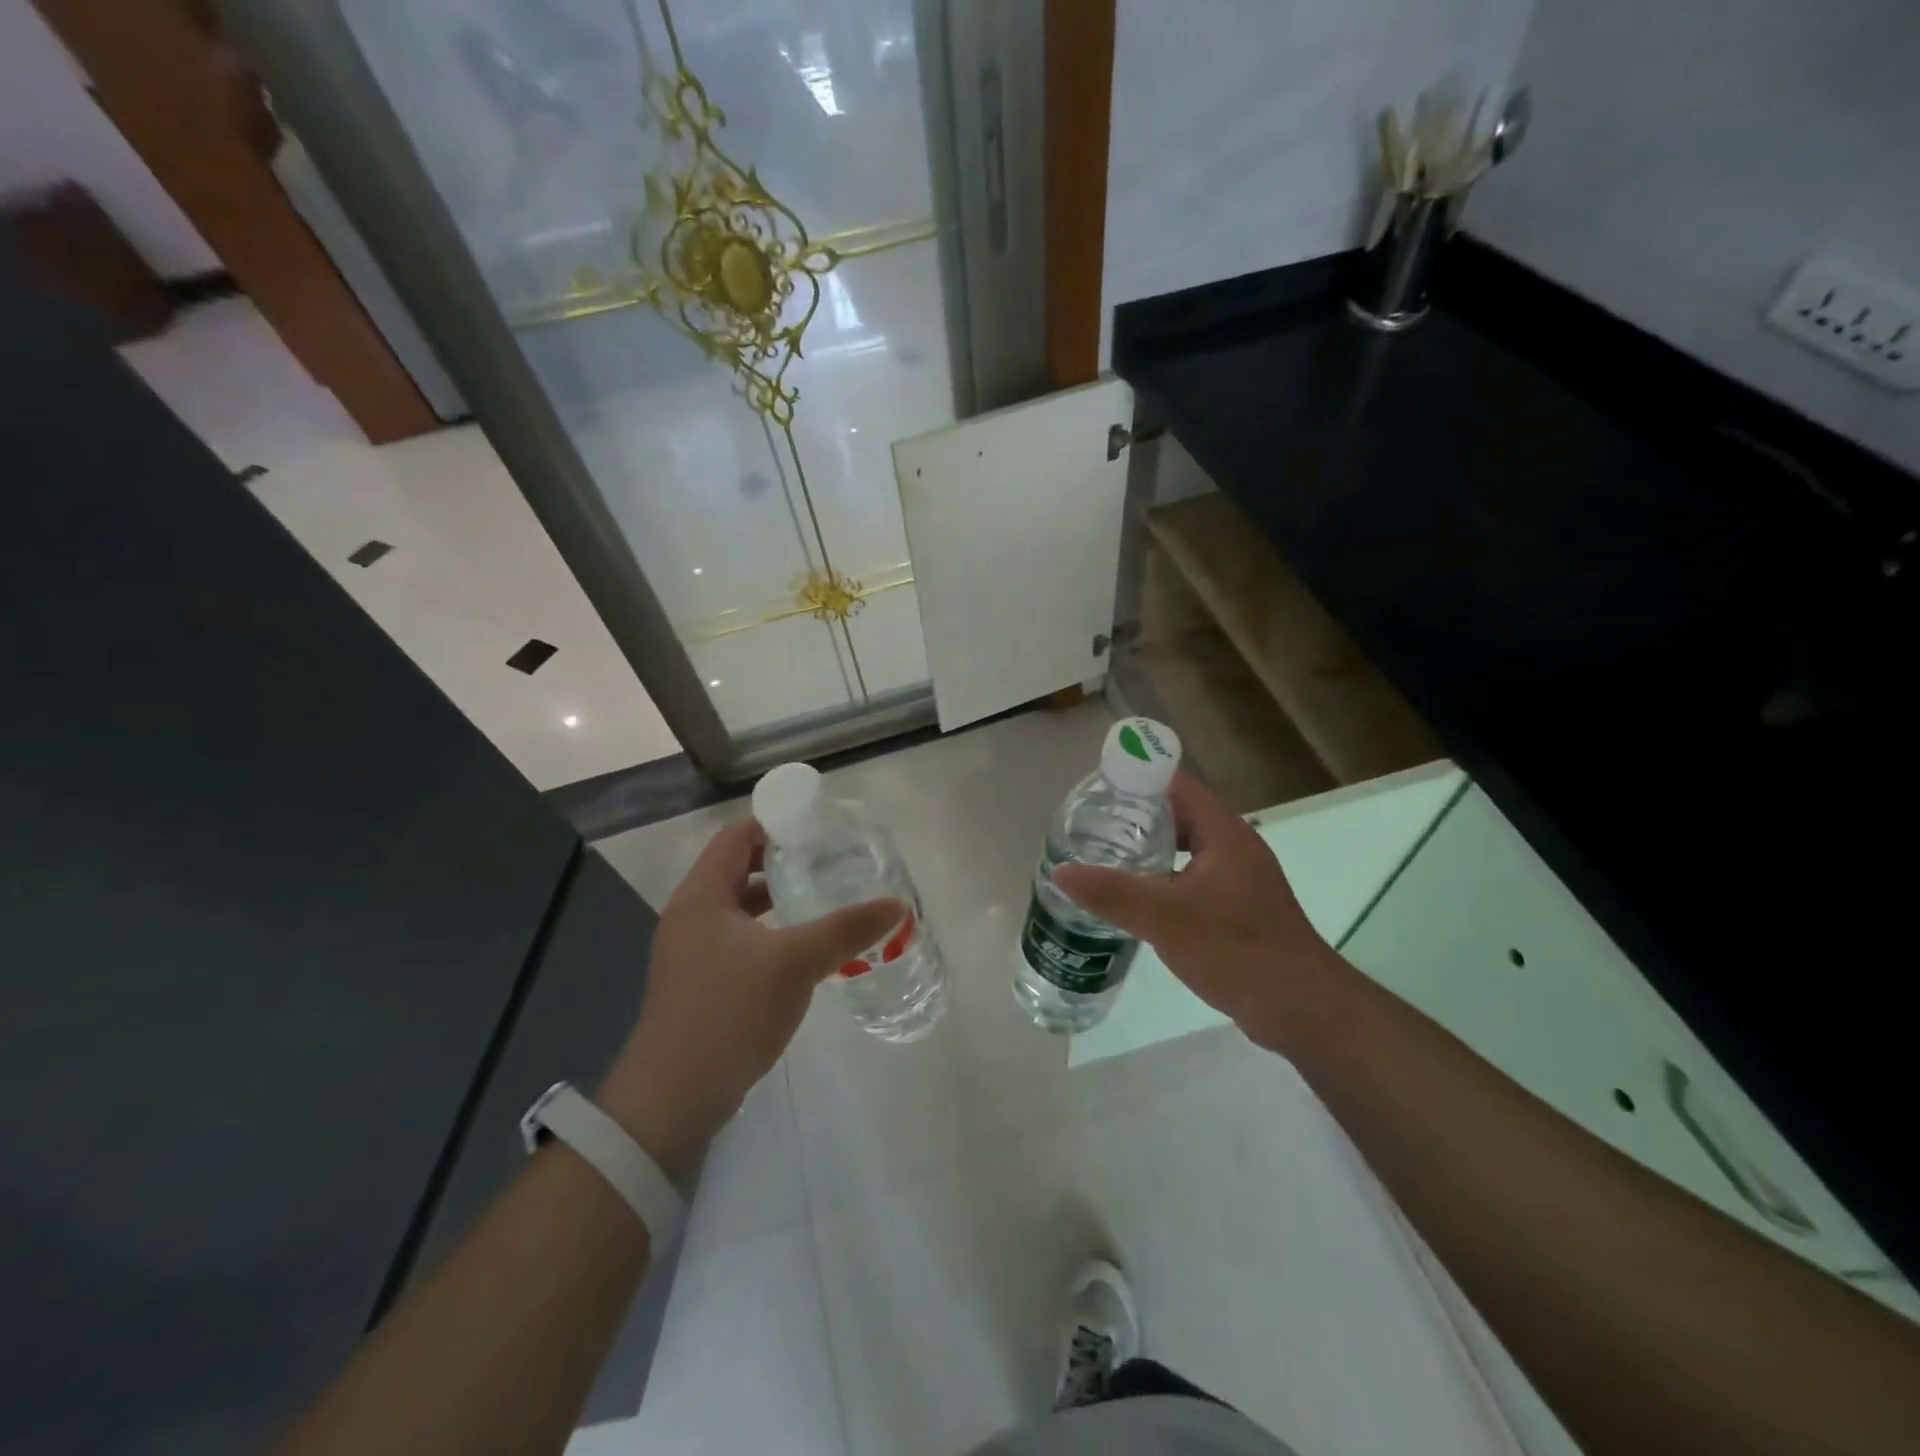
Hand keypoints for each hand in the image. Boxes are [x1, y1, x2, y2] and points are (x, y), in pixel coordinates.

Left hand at [597, 818, 903, 1182]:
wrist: (673, 1099)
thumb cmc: (729, 1013)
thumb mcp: (795, 963)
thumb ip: (846, 929)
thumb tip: (897, 904)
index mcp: (701, 895)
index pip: (737, 835)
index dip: (776, 822)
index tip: (820, 826)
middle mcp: (691, 914)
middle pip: (738, 868)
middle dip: (783, 860)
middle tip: (830, 859)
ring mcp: (693, 951)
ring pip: (741, 907)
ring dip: (779, 897)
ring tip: (825, 896)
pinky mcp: (702, 982)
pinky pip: (741, 939)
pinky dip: (771, 931)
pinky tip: (805, 948)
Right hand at [1052, 772, 1354, 1052]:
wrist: (1301, 1010)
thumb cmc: (1238, 951)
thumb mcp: (1167, 919)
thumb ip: (1112, 893)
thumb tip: (1060, 871)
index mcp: (1223, 833)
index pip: (1175, 784)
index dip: (1136, 779)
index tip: (1094, 790)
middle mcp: (1233, 847)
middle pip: (1177, 814)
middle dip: (1133, 815)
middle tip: (1088, 825)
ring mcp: (1236, 878)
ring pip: (1182, 849)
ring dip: (1146, 849)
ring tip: (1100, 857)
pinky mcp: (1234, 908)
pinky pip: (1189, 877)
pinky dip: (1160, 878)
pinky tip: (1133, 899)